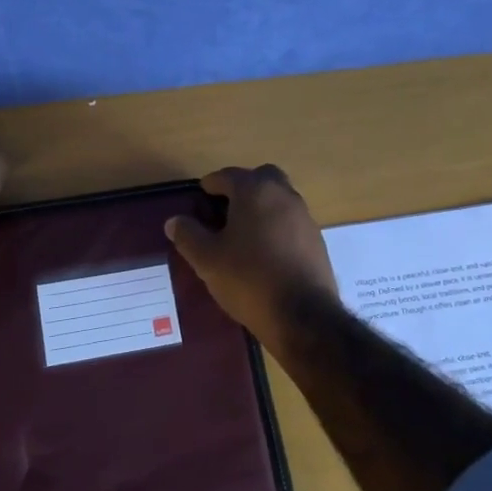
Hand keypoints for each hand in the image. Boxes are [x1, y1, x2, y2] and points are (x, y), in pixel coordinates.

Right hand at [165, 165, 340, 349]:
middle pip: (262, 178)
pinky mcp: (317, 241)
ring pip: (280, 200)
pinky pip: (291, 223)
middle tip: (225, 209)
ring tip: (242, 233)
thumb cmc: (248, 279)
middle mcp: (284, 196)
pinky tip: (264, 253)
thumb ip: (189, 235)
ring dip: (262, 207)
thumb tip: (174, 221)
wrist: (303, 315)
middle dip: (243, 188)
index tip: (201, 194)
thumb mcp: (207, 260)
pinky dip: (276, 228)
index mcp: (255, 191)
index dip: (212, 183)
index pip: (229, 175)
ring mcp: (305, 218)